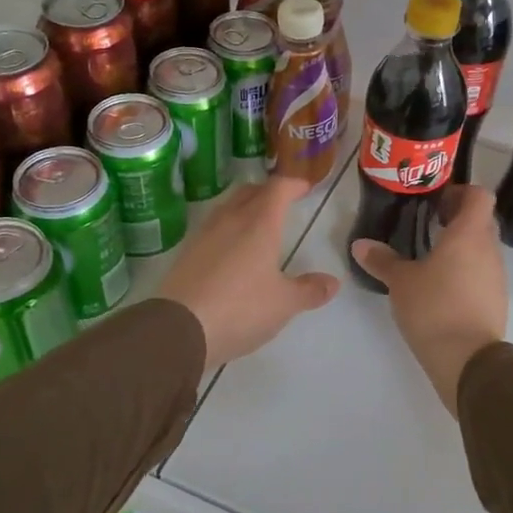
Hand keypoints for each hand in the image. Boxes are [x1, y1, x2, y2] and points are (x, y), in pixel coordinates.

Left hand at [159, 177, 339, 373]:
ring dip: (245, 207)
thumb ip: (309, 290)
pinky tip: (231, 250)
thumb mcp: (284, 304)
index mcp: (259, 224)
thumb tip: (333, 282)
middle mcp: (230, 220)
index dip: (294, 185)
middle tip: (282, 203)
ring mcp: (204, 235)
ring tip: (257, 224)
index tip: (305, 188)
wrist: (178, 328)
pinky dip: (227, 229)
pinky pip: (212, 228)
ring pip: (228, 207)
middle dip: (268, 192)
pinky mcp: (187, 253)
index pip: (278, 189)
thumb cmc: (240, 308)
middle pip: (250, 191)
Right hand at [350, 185, 507, 414]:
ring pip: (483, 248)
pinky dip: (466, 270)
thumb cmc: (434, 308)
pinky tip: (442, 286)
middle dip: (458, 219)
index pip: (480, 196)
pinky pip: (483, 272)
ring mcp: (497, 276)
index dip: (461, 192)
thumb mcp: (401, 282)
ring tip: (431, 257)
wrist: (468, 359)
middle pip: (481, 220)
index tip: (436, 201)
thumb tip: (360, 245)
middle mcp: (489, 249)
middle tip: (429, 225)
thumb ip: (382, 260)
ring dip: (462, 246)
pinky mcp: (496, 299)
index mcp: (469, 234)